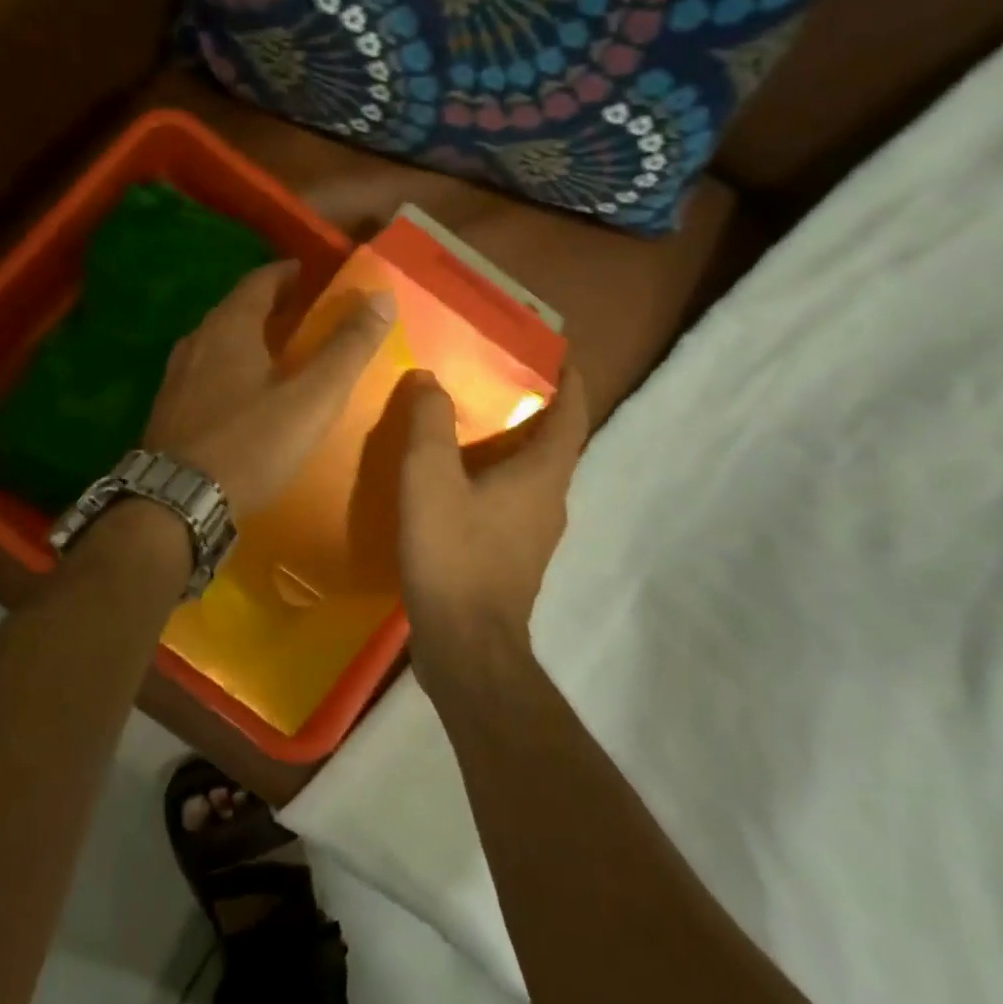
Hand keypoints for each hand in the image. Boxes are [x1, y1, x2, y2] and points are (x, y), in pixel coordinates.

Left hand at [144, 260, 395, 515]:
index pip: (261, 280)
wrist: (175, 504)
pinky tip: (246, 394)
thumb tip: (382, 298)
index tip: (315, 276)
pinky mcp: (169, 409)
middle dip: (273, 305)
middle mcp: (197, 340)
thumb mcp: (311, 398)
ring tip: (281, 352)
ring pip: (219, 341)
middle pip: (238, 308)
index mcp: (230, 327)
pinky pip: (206, 371)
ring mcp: (177, 376)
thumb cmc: (249, 444)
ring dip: (251, 337)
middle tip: (307, 315)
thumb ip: (347, 348)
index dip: (291, 273)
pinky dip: (232, 367)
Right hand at [395, 366, 589, 682]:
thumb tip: (432, 379)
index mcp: (543, 475)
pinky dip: (497, 480)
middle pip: (554, 445)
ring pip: (533, 477)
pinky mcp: (515, 560)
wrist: (465, 647)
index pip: (572, 416)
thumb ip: (430, 423)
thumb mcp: (430, 478)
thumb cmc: (454, 554)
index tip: (561, 356)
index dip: (572, 383)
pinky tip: (458, 483)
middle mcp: (551, 502)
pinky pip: (514, 503)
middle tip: (498, 382)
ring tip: (473, 425)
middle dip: (535, 411)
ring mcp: (536, 536)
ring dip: (513, 447)